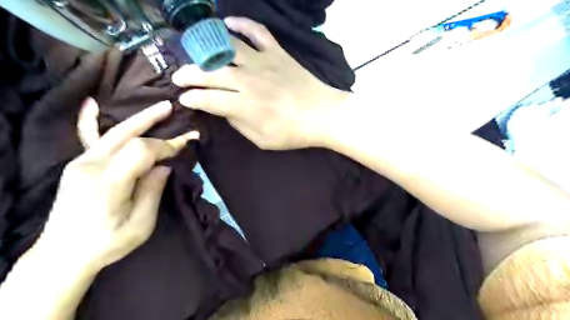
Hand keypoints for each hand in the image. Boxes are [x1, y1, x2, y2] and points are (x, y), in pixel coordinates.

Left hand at [36, 99, 198, 270]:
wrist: (63, 254)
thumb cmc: (108, 243)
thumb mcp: (140, 224)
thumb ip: (152, 191)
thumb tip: (164, 166)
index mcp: (108, 184)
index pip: (141, 151)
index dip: (166, 145)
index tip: (184, 145)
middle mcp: (90, 167)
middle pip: (127, 136)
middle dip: (153, 122)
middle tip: (172, 108)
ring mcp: (80, 164)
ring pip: (113, 133)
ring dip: (138, 119)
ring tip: (158, 107)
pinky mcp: (79, 165)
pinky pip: (88, 138)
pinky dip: (91, 119)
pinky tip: (92, 104)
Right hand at [170, 15, 346, 148]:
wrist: (322, 114)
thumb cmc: (292, 133)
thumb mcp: (262, 140)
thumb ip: (239, 124)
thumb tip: (223, 110)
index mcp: (243, 106)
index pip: (207, 99)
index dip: (191, 98)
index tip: (184, 99)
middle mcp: (247, 80)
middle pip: (209, 73)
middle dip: (188, 75)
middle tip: (179, 77)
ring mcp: (262, 62)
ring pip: (226, 48)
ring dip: (206, 49)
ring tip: (196, 52)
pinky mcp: (277, 53)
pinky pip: (256, 31)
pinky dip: (241, 24)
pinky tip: (228, 24)